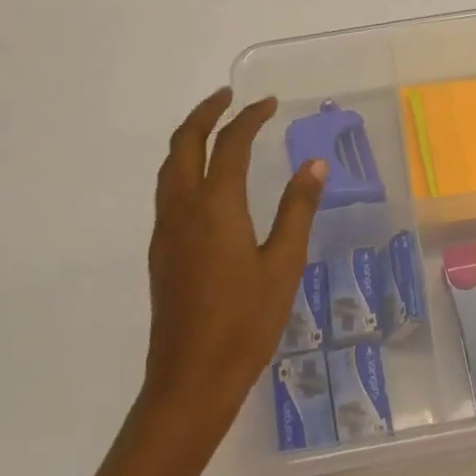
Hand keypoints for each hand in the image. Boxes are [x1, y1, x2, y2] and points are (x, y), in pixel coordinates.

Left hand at [142, 89, 326, 430]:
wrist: (191, 378)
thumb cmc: (245, 322)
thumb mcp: (284, 264)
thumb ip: (298, 209)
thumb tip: (314, 164)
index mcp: (215, 206)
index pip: (230, 144)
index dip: (250, 118)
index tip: (270, 103)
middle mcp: (183, 208)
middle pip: (184, 143)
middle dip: (205, 113)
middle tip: (229, 96)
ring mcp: (166, 230)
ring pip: (169, 166)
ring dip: (189, 137)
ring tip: (215, 127)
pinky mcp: (161, 250)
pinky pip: (167, 189)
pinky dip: (183, 165)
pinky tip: (205, 179)